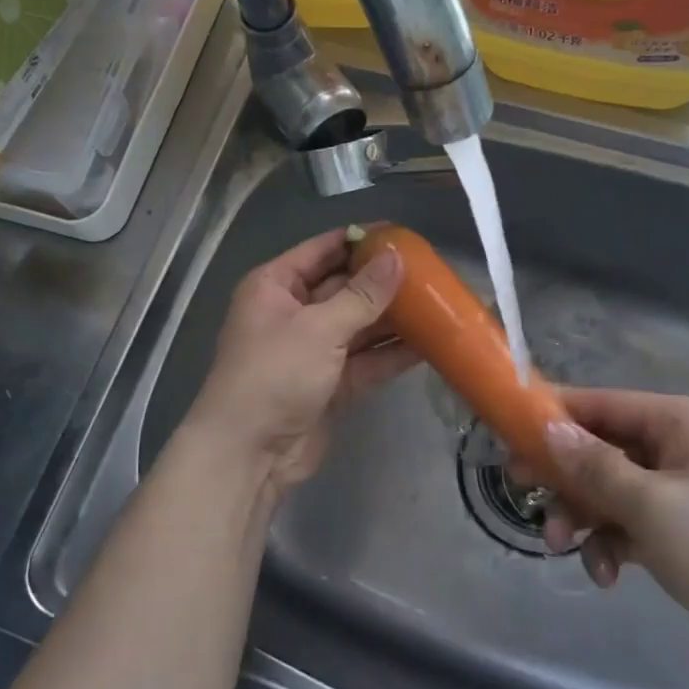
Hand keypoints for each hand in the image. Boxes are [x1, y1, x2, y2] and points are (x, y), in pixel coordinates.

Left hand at [186, 229, 416, 499]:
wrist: (250, 454)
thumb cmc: (275, 374)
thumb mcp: (319, 328)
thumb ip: (362, 295)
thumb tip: (397, 256)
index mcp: (276, 286)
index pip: (323, 250)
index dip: (360, 240)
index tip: (402, 234)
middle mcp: (294, 312)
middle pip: (345, 287)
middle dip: (383, 281)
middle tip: (430, 270)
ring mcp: (313, 350)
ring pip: (359, 325)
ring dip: (394, 317)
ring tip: (438, 302)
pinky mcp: (331, 383)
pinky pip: (366, 360)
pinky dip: (392, 353)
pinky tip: (430, 343)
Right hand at [538, 389, 688, 652]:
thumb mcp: (652, 506)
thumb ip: (593, 467)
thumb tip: (547, 428)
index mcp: (682, 421)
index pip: (602, 404)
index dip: (553, 417)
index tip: (508, 435)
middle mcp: (683, 446)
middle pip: (602, 448)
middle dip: (566, 478)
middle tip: (524, 496)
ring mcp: (687, 489)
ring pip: (613, 490)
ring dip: (585, 517)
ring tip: (564, 549)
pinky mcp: (688, 530)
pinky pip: (634, 523)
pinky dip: (614, 544)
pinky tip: (606, 575)